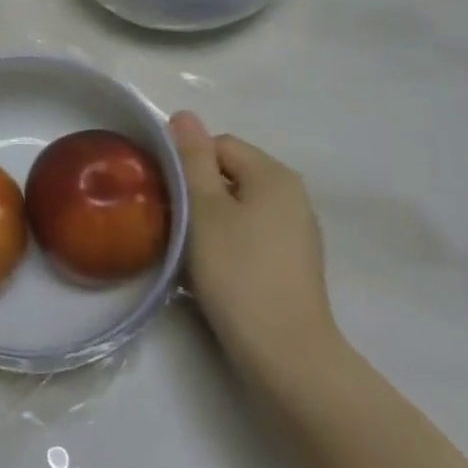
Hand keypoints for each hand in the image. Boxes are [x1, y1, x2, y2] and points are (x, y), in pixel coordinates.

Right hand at [170, 113, 344, 395]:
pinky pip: (252, 234)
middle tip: (175, 222)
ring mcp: (298, 231)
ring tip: (190, 249)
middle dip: (199, 192)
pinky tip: (214, 269)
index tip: (169, 196)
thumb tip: (185, 114)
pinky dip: (229, 242)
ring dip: (210, 219)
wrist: (285, 354)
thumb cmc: (238, 272)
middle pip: (230, 174)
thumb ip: (192, 159)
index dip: (189, 164)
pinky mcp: (293, 263)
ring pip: (239, 206)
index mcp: (275, 175)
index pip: (219, 145)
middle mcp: (294, 195)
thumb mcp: (204, 209)